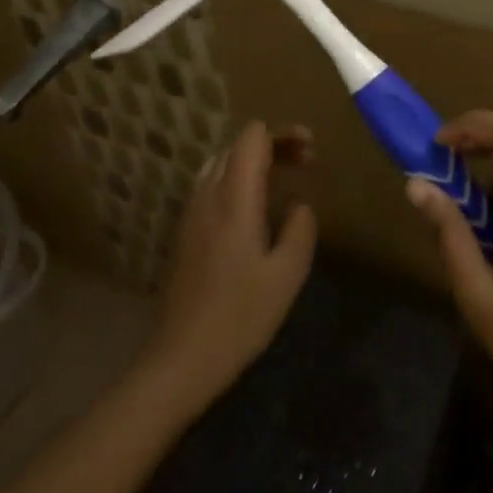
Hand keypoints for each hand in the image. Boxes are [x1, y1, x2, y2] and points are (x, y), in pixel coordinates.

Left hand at [142, 121, 317, 417]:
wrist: (181, 359)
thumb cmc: (239, 318)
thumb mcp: (287, 275)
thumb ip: (300, 229)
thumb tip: (299, 205)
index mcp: (234, 199)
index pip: (251, 137)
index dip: (283, 133)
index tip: (310, 151)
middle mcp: (208, 196)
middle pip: (236, 145)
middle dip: (273, 144)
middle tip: (305, 164)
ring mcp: (192, 213)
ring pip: (221, 163)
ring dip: (253, 160)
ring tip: (283, 178)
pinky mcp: (186, 232)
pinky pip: (212, 184)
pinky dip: (237, 179)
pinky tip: (255, 207)